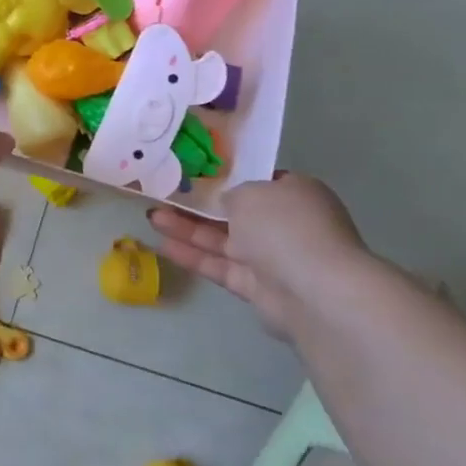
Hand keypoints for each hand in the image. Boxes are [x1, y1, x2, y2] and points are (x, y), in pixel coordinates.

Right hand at [147, 173, 368, 339]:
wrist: (313, 290)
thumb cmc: (285, 226)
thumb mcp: (251, 193)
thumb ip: (231, 194)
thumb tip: (226, 203)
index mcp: (295, 194)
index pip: (258, 183)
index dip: (225, 178)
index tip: (193, 175)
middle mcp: (286, 224)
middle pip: (235, 213)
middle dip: (197, 206)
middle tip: (162, 196)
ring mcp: (272, 258)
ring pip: (222, 240)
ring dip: (187, 229)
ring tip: (151, 218)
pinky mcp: (257, 287)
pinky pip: (220, 266)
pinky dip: (193, 256)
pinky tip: (162, 245)